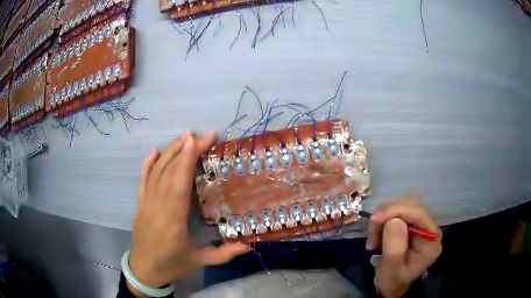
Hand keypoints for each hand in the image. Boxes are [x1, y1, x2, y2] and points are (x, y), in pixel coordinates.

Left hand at [127, 131, 249, 296]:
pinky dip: (148, 163)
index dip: (188, 158)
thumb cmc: (172, 265)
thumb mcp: (200, 261)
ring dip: (169, 152)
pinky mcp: (140, 204)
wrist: (144, 270)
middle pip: (170, 171)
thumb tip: (249, 245)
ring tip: (183, 136)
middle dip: (185, 149)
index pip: (180, 182)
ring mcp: (146, 203)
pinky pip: (143, 180)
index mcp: (173, 220)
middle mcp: (157, 206)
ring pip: (156, 172)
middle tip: (201, 134)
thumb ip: (224, 253)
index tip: (200, 139)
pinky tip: (155, 151)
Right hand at [366, 198, 441, 297]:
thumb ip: (394, 247)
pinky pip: (397, 211)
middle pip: (411, 205)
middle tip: (371, 232)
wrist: (391, 285)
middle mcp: (430, 228)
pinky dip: (383, 220)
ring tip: (373, 238)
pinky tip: (377, 234)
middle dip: (388, 214)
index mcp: (432, 240)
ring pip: (403, 205)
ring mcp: (422, 224)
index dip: (397, 211)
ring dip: (383, 218)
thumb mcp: (391, 269)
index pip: (419, 214)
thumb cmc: (392, 280)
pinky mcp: (412, 223)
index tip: (374, 220)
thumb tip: (393, 221)